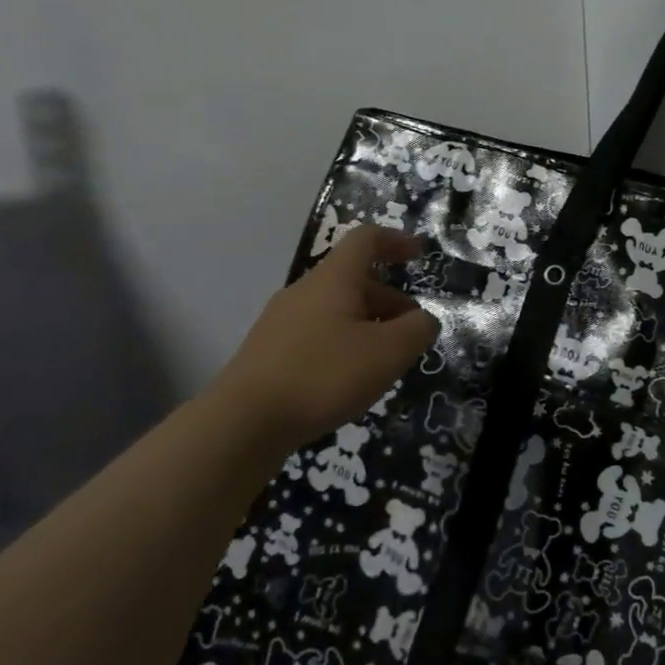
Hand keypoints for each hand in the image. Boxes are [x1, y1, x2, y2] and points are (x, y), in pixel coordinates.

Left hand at [209, 226, 439, 453]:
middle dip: (389, 298)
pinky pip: (316, 334)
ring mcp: (281, 322)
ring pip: (335, 309)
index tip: (419, 256)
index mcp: (333, 279)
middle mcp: (304, 291)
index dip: (396, 241)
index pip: (366, 239)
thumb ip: (417, 329)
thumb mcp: (388, 352)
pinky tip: (348, 379)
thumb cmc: (323, 375)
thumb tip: (423, 320)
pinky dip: (342, 343)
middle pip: (353, 279)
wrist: (241, 425)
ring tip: (384, 360)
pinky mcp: (267, 353)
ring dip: (368, 323)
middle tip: (411, 330)